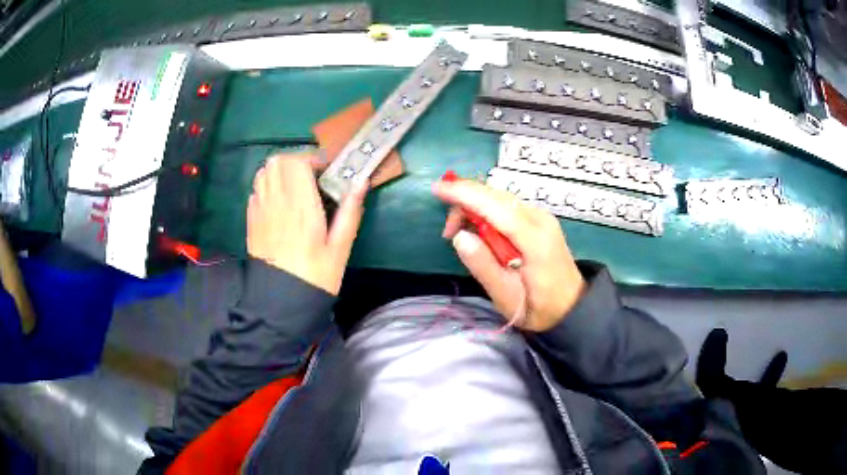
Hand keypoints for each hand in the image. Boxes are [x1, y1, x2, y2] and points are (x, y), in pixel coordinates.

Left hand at [248, 153, 367, 294]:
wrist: (280, 302)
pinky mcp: (251, 219)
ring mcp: (260, 210)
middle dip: (296, 161)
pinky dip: (268, 185)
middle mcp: (276, 202)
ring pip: (264, 171)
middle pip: (278, 161)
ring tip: (294, 186)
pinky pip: (256, 189)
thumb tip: (360, 183)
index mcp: (301, 207)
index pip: (297, 162)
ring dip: (280, 171)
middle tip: (311, 176)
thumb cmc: (314, 277)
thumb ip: (350, 212)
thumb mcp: (340, 249)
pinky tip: (279, 202)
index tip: (326, 173)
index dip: (313, 159)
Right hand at [432, 179, 585, 331]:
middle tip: (448, 232)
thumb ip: (483, 266)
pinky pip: (506, 206)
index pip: (495, 206)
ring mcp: (541, 217)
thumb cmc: (539, 308)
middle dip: (465, 201)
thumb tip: (460, 237)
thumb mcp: (506, 297)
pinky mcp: (538, 220)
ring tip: (460, 235)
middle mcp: (540, 219)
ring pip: (499, 198)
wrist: (571, 307)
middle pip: (496, 196)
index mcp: (534, 239)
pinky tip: (479, 231)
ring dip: (474, 207)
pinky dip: (486, 211)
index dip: (465, 194)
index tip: (437, 189)